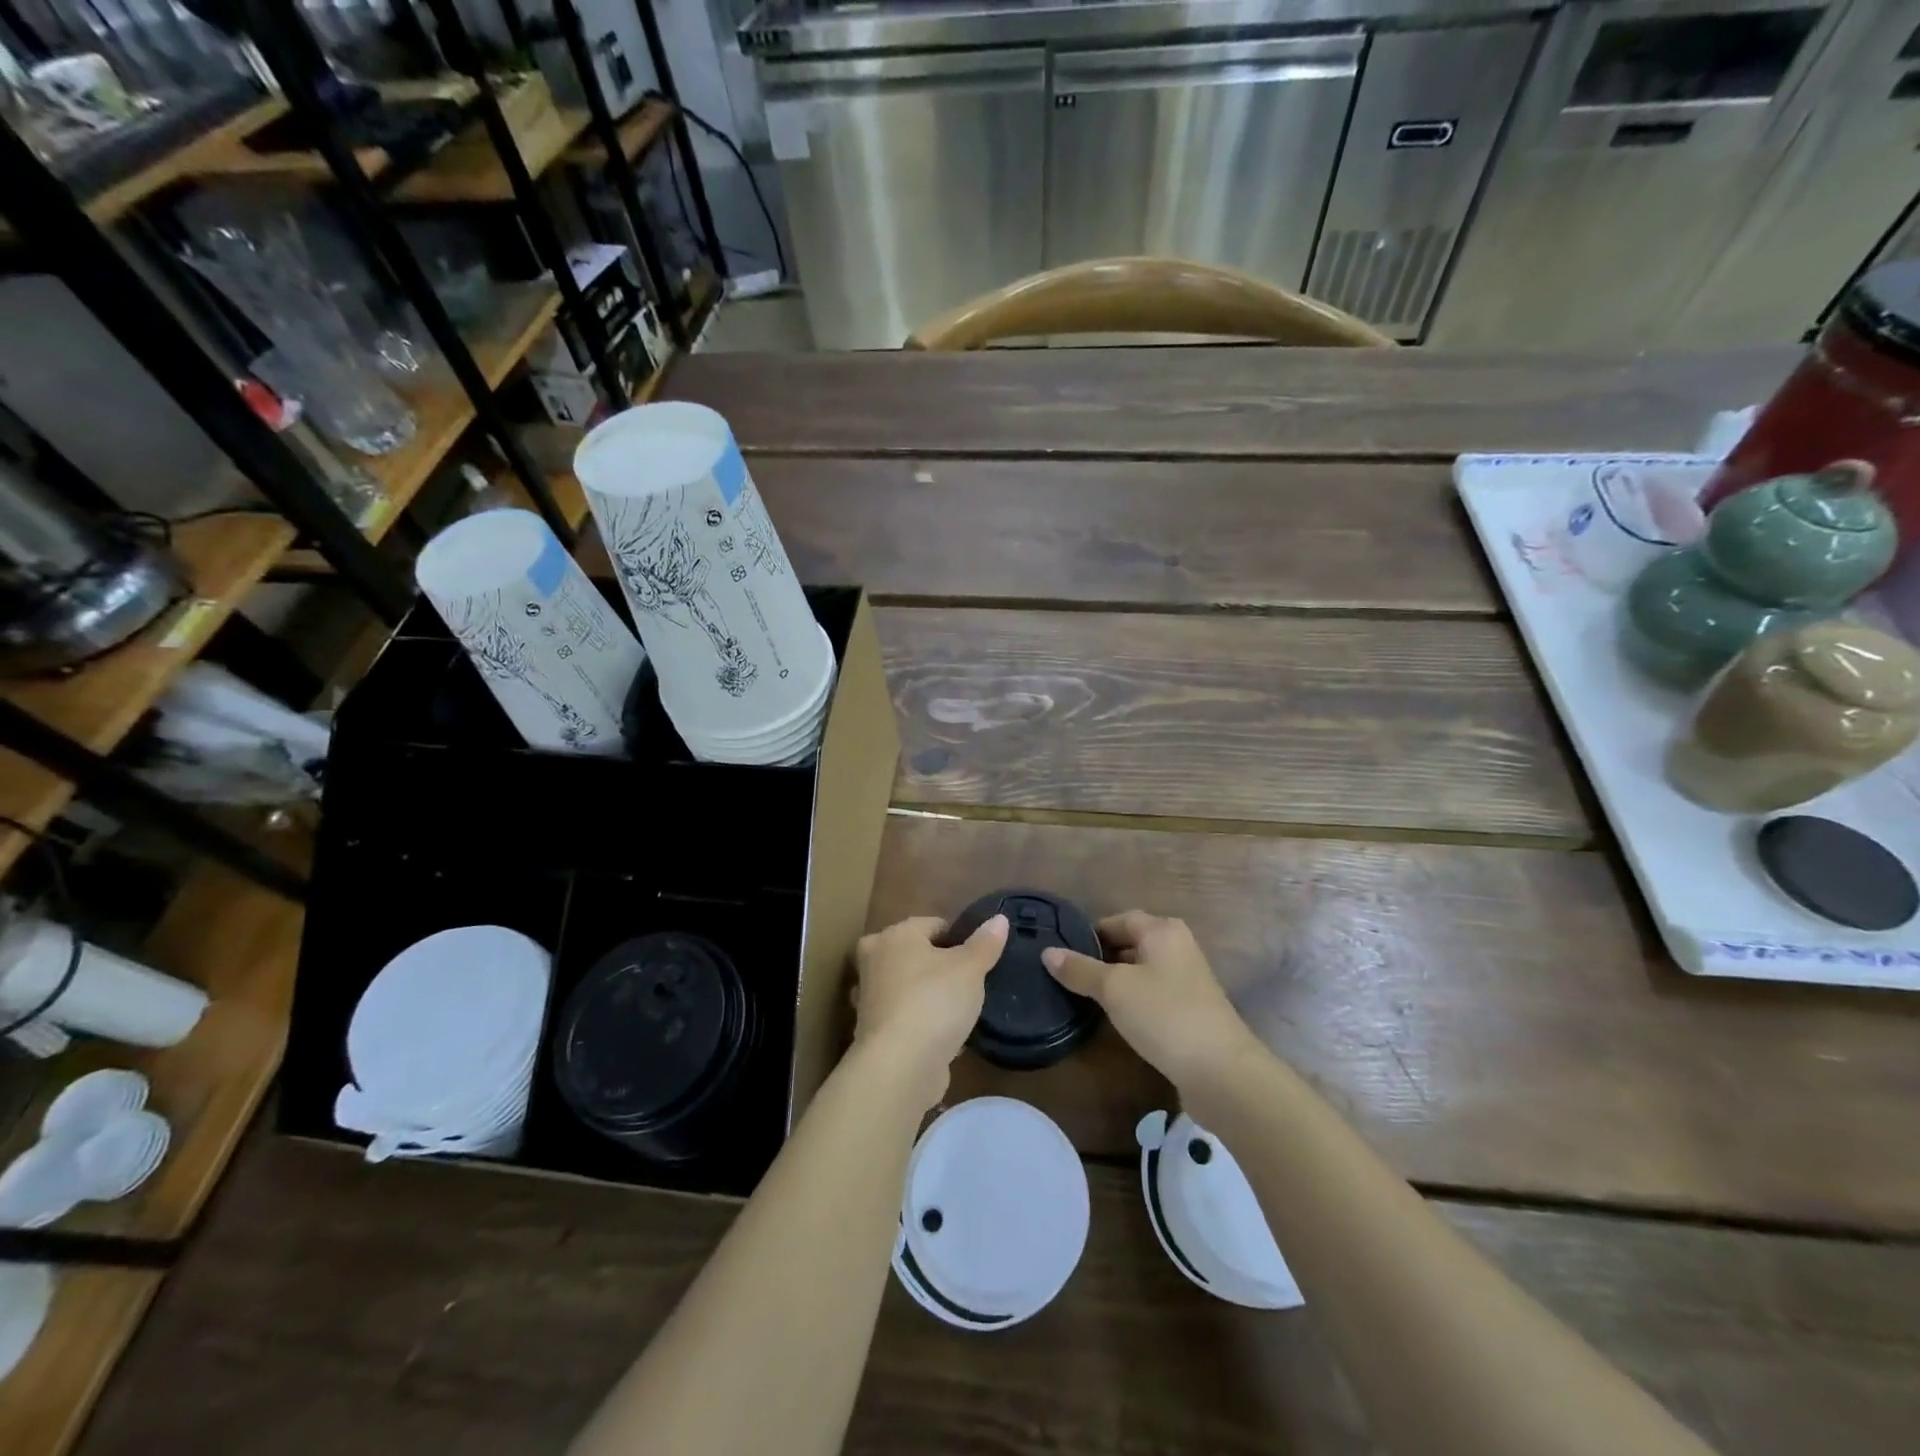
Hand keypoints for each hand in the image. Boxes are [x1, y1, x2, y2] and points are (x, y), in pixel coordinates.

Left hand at [852, 914, 1008, 1103]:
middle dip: (937, 965)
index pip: (932, 924)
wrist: (899, 1066)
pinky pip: (903, 1016)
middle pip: (914, 953)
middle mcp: (874, 959)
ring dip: (926, 994)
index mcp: (895, 935)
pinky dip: (919, 1022)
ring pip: (906, 985)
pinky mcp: (871, 1030)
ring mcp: (868, 996)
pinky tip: (942, 1036)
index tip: (977, 960)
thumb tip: (999, 919)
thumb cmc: (935, 1002)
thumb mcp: (970, 968)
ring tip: (956, 1011)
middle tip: (966, 983)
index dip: (958, 939)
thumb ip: (985, 943)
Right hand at [1042, 911, 1257, 1089]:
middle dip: (1101, 957)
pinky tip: (1117, 1018)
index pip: (1117, 920)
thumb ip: (1079, 969)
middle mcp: (1178, 946)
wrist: (1221, 1071)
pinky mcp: (1191, 1009)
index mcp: (1162, 930)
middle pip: (1131, 942)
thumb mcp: (1113, 989)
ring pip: (1142, 970)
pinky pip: (1154, 994)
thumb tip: (1047, 952)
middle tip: (1069, 975)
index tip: (1062, 953)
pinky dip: (1134, 1000)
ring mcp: (1188, 979)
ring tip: (1086, 997)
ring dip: (1117, 981)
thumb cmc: (1163, 1015)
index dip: (1089, 933)